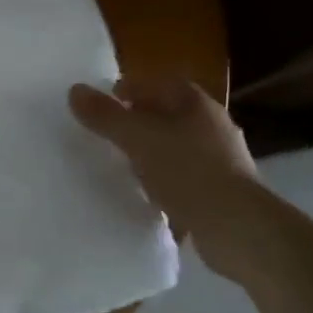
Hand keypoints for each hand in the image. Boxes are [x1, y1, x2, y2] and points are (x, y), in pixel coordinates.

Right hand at [68, 75, 262, 279]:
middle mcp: (212, 124)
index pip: (155, 83)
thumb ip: (105, 115)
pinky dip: (165, 180)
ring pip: (176, 146)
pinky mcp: (223, 191)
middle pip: (166, 114)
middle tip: (107, 135)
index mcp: (195, 102)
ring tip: (123, 165)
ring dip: (151, 153)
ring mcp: (222, 159)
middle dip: (137, 122)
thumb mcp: (137, 138)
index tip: (102, 106)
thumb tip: (74, 90)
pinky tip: (148, 195)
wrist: (238, 228)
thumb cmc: (187, 170)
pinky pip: (185, 177)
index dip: (127, 90)